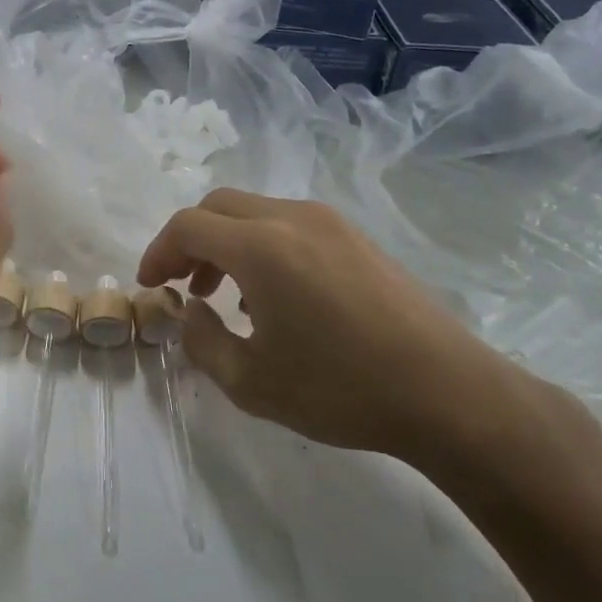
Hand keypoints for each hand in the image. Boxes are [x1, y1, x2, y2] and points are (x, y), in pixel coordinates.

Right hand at [137, 190, 526, 464]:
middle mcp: (292, 218)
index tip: (151, 284)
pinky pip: (289, 224)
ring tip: (225, 294)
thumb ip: (203, 341)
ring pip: (255, 212)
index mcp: (261, 247)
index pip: (189, 226)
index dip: (159, 251)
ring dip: (226, 242)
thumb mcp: (251, 383)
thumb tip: (191, 310)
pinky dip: (262, 245)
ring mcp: (330, 223)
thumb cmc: (342, 390)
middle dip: (190, 240)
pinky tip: (275, 296)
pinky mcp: (357, 238)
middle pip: (218, 206)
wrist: (450, 394)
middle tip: (182, 284)